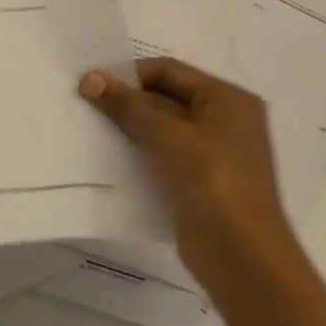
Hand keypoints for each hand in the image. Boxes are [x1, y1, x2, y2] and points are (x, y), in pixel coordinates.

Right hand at [79, 57, 305, 296]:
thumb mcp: (166, 136)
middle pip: (165, 96)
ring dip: (129, 126)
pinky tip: (108, 154)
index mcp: (227, 99)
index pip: (168, 70)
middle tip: (84, 104)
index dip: (128, 74)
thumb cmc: (211, 181)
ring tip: (90, 127)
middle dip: (126, 100)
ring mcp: (214, 152)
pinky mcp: (200, 180)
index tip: (90, 86)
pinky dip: (138, 150)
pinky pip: (162, 153)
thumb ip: (126, 105)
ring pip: (161, 127)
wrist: (241, 254)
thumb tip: (89, 77)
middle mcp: (225, 120)